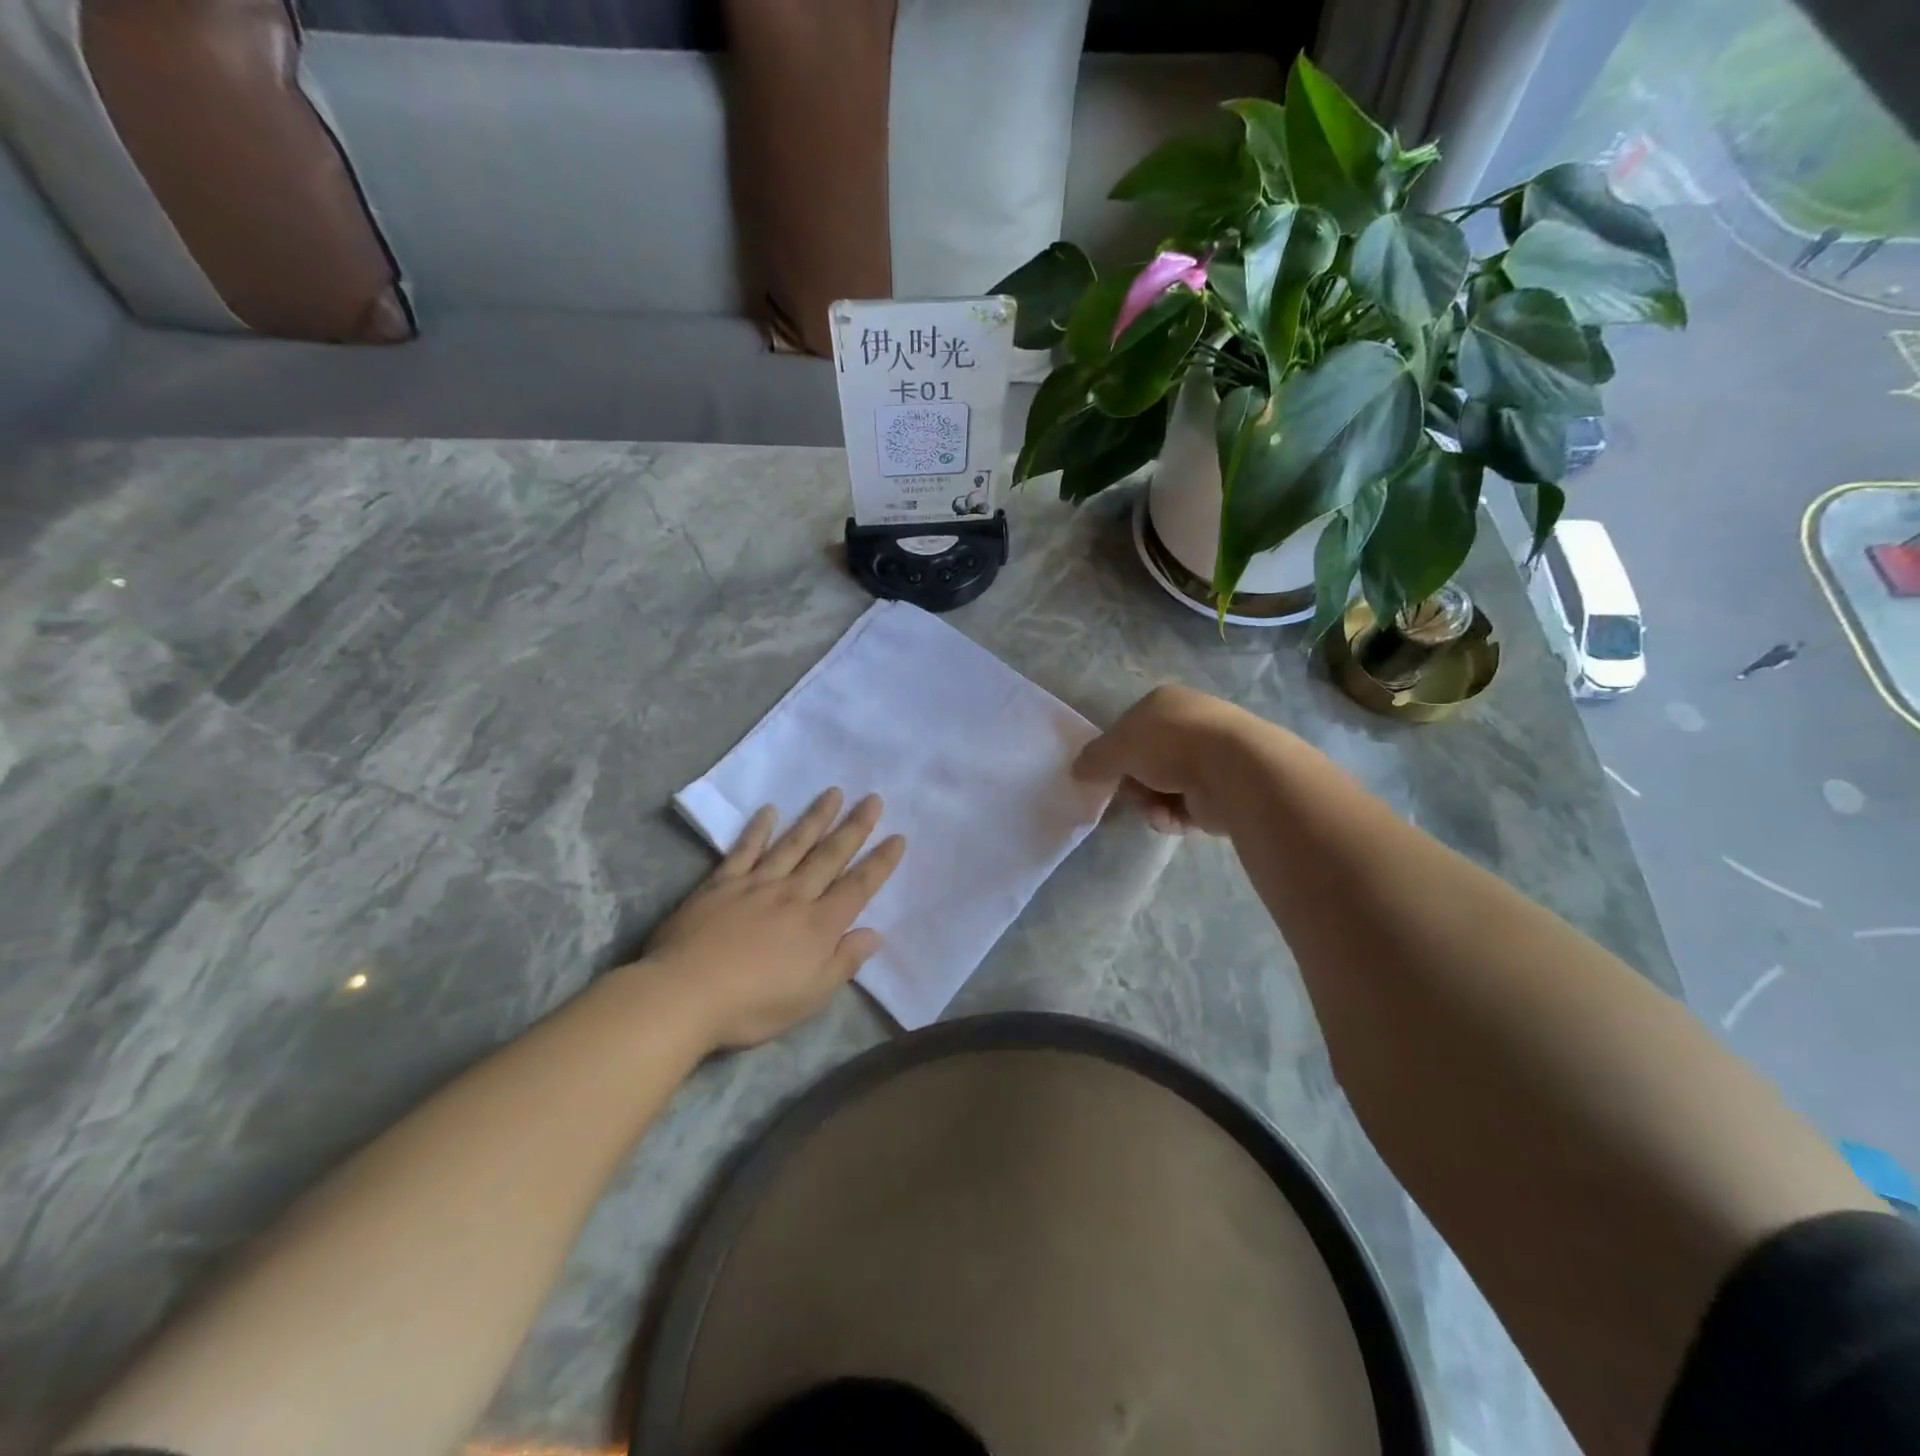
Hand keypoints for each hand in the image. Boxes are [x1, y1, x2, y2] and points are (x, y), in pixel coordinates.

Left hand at [642, 789, 905, 1049]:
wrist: (684, 995)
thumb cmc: (753, 1005)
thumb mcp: (811, 997)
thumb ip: (844, 962)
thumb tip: (874, 933)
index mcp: (819, 926)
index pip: (858, 887)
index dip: (880, 863)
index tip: (898, 837)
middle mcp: (793, 896)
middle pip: (830, 856)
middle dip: (855, 828)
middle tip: (873, 799)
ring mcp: (756, 885)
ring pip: (793, 844)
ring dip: (816, 818)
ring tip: (834, 793)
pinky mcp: (721, 884)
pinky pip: (744, 850)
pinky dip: (758, 829)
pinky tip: (769, 810)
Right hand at [1072, 684, 1264, 834]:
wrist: (1233, 770)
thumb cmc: (1170, 744)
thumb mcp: (1117, 746)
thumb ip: (1094, 759)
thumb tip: (1078, 771)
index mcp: (1165, 702)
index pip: (1129, 727)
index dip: (1114, 752)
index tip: (1104, 773)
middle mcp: (1189, 725)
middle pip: (1145, 761)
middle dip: (1133, 782)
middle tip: (1130, 794)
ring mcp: (1209, 758)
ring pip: (1162, 788)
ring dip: (1151, 803)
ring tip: (1155, 809)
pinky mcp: (1222, 791)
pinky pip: (1184, 808)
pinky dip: (1172, 816)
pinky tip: (1173, 819)